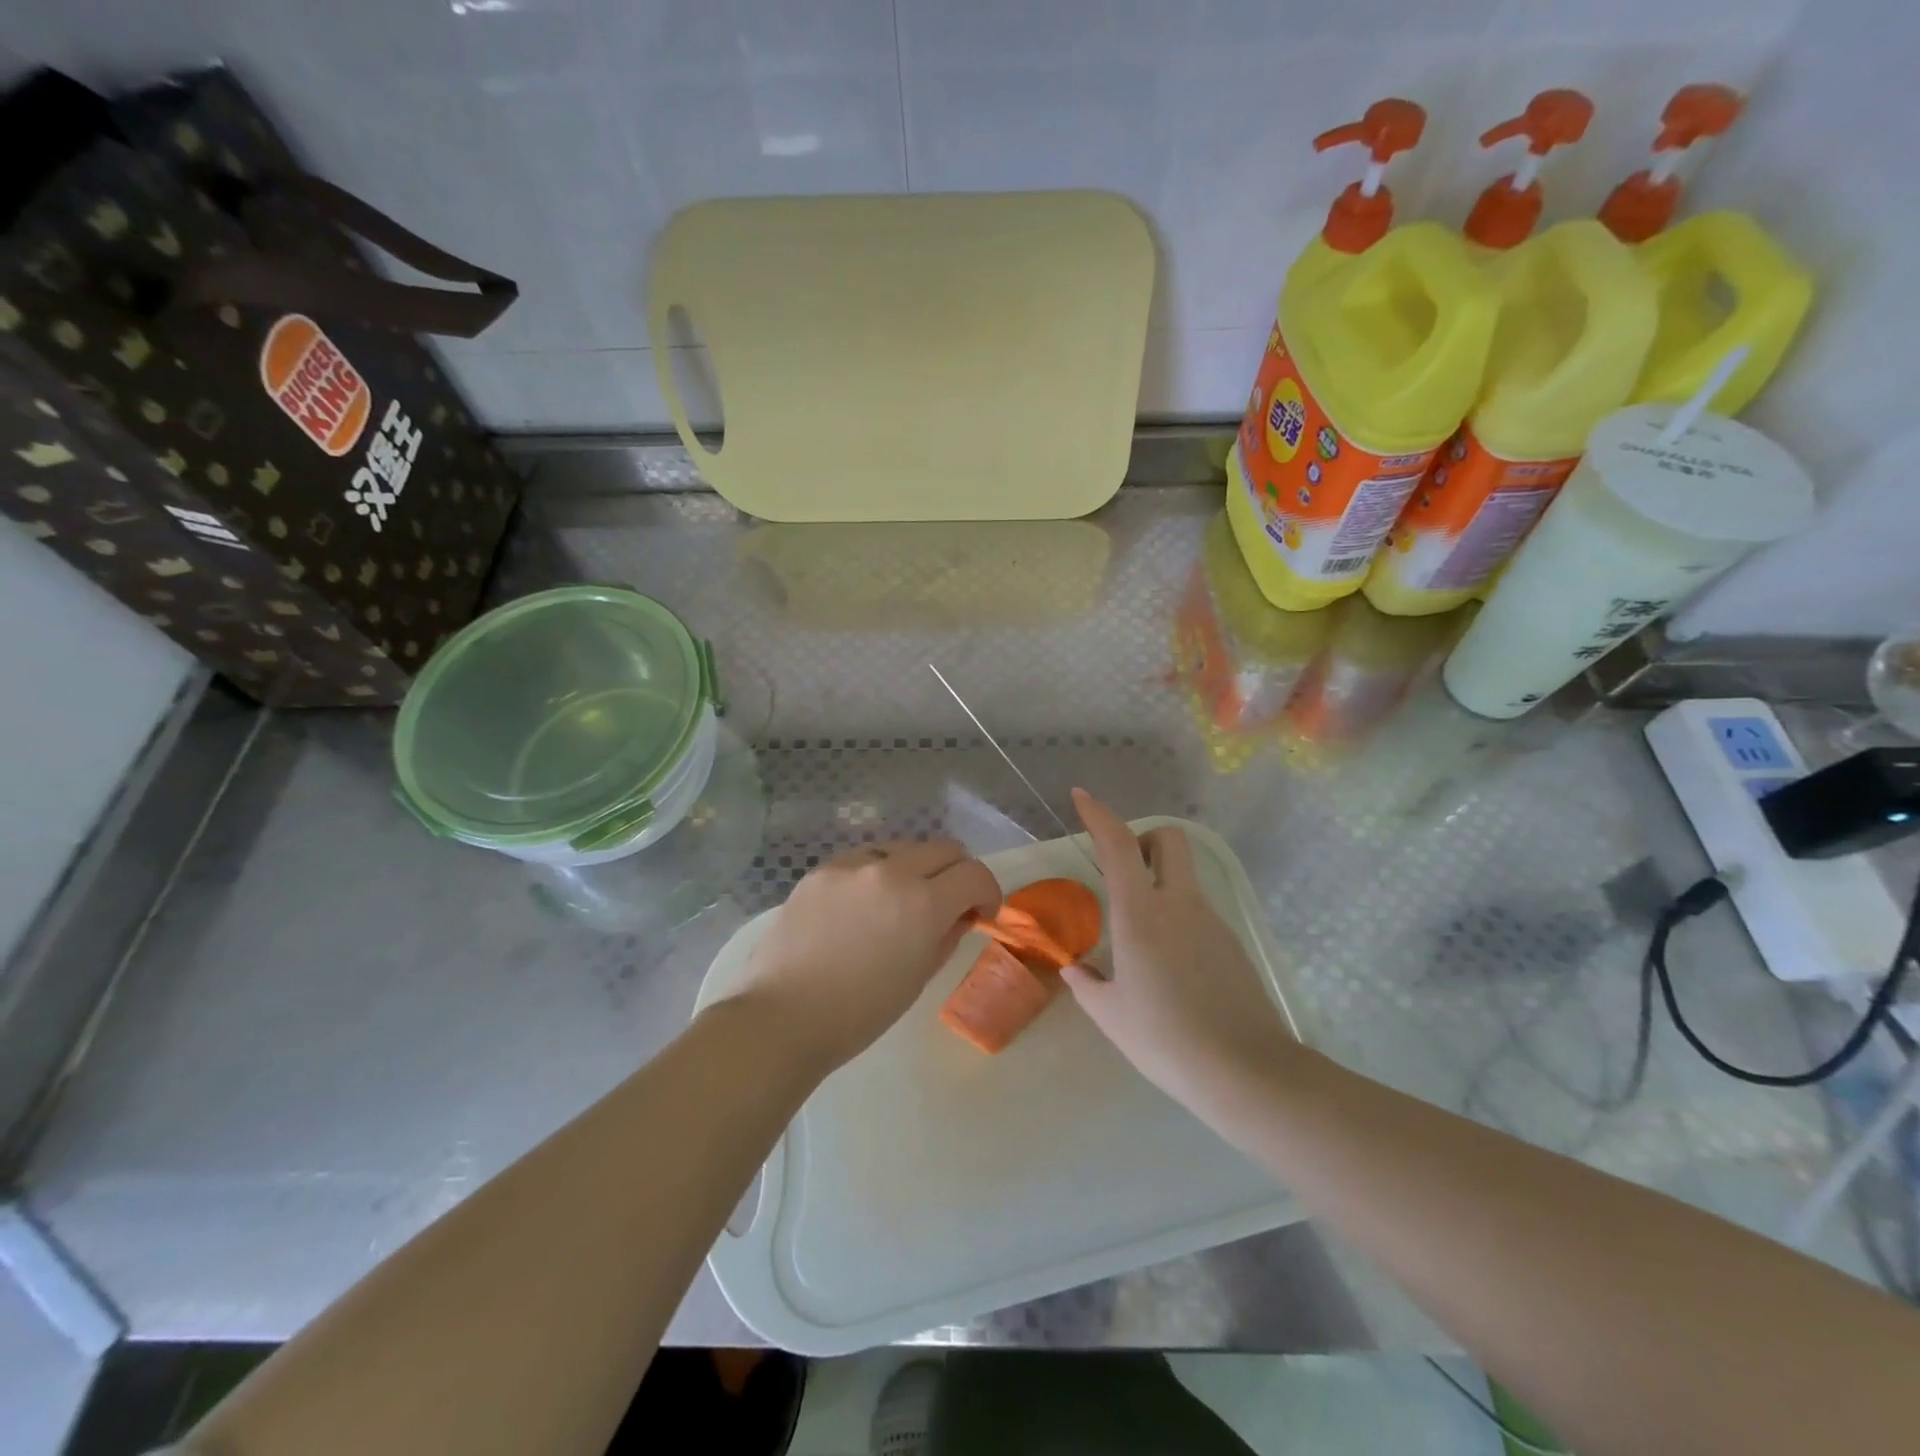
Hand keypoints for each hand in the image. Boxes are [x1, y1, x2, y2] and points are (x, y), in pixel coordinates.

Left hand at [718, 838, 1000, 1075]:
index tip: (981, 913)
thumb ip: (946, 935)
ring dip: (916, 869)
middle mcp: (890, 871)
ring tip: (900, 904)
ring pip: (902, 848)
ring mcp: (851, 865)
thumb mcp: (918, 978)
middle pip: (944, 848)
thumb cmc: (858, 1014)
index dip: (988, 892)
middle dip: (957, 873)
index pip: (974, 874)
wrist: (781, 1017)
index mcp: (921, 903)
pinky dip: (877, 875)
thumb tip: (957, 915)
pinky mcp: (821, 870)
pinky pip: (863, 860)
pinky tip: (862, 907)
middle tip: (950, 903)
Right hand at [1061, 789, 1296, 1111]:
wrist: (1246, 1072)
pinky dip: (1177, 920)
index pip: (1120, 845)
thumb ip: (1087, 983)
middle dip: (1144, 840)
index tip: (1081, 797)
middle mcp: (1179, 904)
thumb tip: (1076, 969)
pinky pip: (1197, 914)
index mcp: (1141, 913)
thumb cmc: (1165, 1038)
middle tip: (1123, 872)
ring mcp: (1212, 922)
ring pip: (1184, 880)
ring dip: (1158, 886)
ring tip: (1139, 944)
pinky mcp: (1232, 944)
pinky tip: (1169, 971)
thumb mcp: (1110, 1014)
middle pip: (1170, 840)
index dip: (1099, 815)